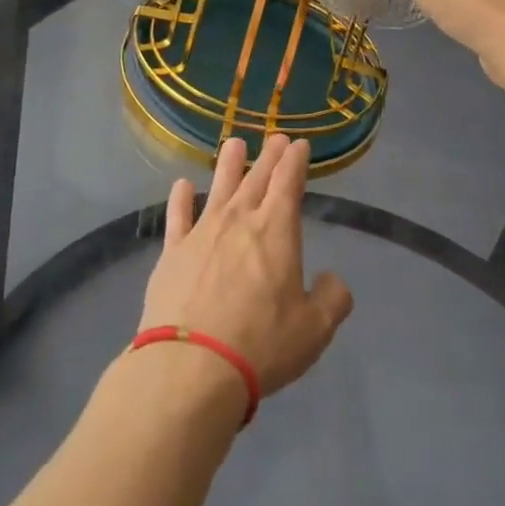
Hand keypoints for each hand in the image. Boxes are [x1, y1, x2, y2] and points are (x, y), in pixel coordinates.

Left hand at [142, 136, 353, 399]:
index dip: (296, 160)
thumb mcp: (314, 330)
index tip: (300, 144)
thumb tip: (332, 280)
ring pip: (219, 186)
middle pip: (256, 178)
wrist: (191, 367)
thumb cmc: (261, 345)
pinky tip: (182, 186)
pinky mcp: (172, 253)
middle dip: (269, 156)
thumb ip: (331, 299)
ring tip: (234, 144)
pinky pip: (178, 216)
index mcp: (277, 230)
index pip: (289, 182)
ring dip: (228, 164)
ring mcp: (202, 232)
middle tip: (276, 138)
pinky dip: (181, 198)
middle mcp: (239, 220)